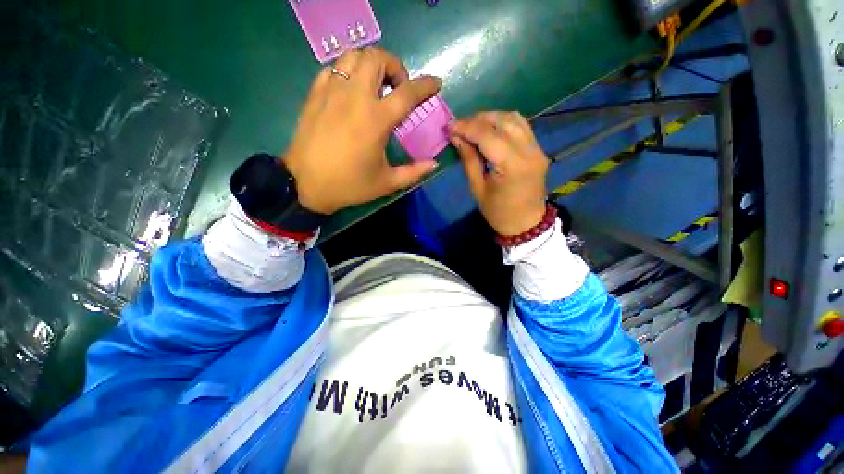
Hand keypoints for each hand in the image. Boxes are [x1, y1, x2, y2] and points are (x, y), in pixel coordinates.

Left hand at [284, 48, 441, 214]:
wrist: (306, 184)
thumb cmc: (350, 185)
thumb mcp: (387, 183)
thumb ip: (413, 172)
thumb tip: (434, 164)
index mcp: (376, 120)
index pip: (407, 92)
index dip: (426, 85)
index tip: (435, 84)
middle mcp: (355, 98)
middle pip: (377, 58)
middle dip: (394, 66)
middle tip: (397, 88)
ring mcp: (332, 91)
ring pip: (353, 56)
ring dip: (370, 64)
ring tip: (375, 86)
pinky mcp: (315, 94)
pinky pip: (334, 68)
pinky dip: (348, 71)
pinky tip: (351, 91)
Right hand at [449, 111, 548, 236]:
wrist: (526, 224)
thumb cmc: (498, 212)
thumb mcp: (478, 189)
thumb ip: (469, 160)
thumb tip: (457, 137)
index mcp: (511, 165)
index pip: (487, 135)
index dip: (466, 127)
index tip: (449, 126)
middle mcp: (528, 151)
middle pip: (502, 121)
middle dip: (477, 120)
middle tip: (459, 126)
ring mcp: (537, 148)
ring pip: (514, 118)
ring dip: (491, 118)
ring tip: (473, 126)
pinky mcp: (539, 149)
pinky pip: (521, 126)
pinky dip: (504, 123)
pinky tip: (491, 129)